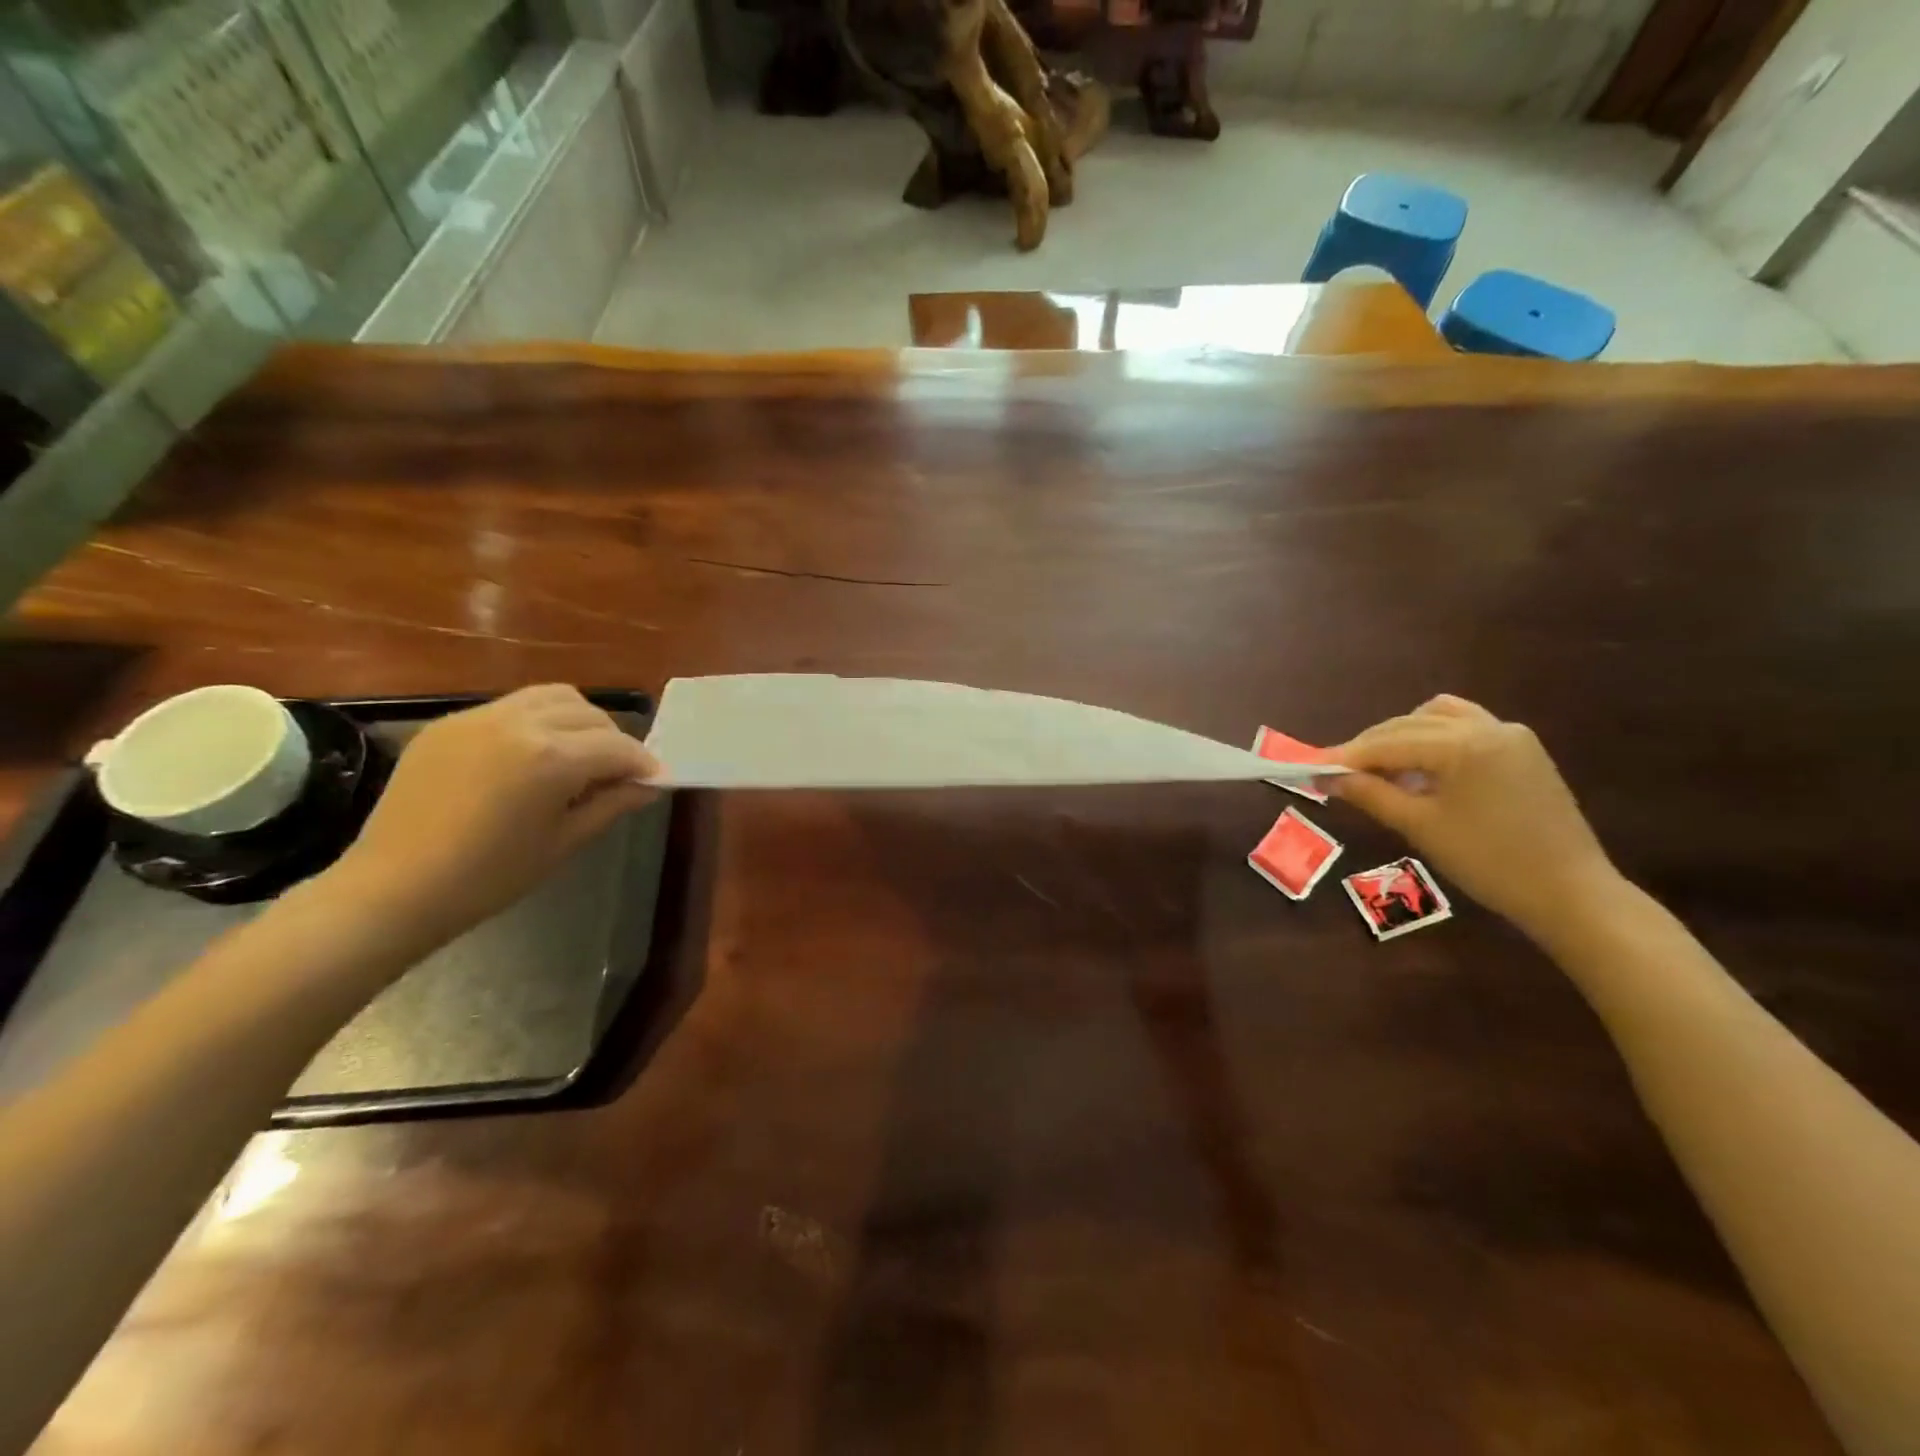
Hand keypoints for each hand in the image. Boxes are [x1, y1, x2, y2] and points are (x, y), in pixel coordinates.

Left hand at [327, 685, 658, 950]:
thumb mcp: (563, 842)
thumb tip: (648, 786)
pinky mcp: (448, 723)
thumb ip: (611, 804)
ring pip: (551, 697)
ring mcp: (479, 718)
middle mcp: (520, 724)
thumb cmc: (489, 877)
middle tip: (615, 773)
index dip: (643, 764)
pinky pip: (509, 707)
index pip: (618, 747)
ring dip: (577, 720)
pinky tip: (529, 756)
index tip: (654, 780)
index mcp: (552, 758)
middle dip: (612, 740)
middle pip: (589, 714)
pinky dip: (535, 722)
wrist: (393, 889)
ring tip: (576, 754)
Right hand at [1330, 695, 1620, 937]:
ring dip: (1402, 736)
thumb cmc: (1489, 862)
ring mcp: (1510, 735)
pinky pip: (1466, 727)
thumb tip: (1328, 777)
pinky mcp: (1522, 750)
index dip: (1346, 756)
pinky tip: (1422, 769)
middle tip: (1338, 773)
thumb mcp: (1420, 827)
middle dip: (1371, 746)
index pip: (1388, 743)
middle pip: (1409, 724)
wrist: (1569, 893)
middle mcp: (1488, 727)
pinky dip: (1435, 739)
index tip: (1311, 767)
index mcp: (1464, 745)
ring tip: (1382, 769)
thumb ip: (1371, 794)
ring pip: (1437, 717)